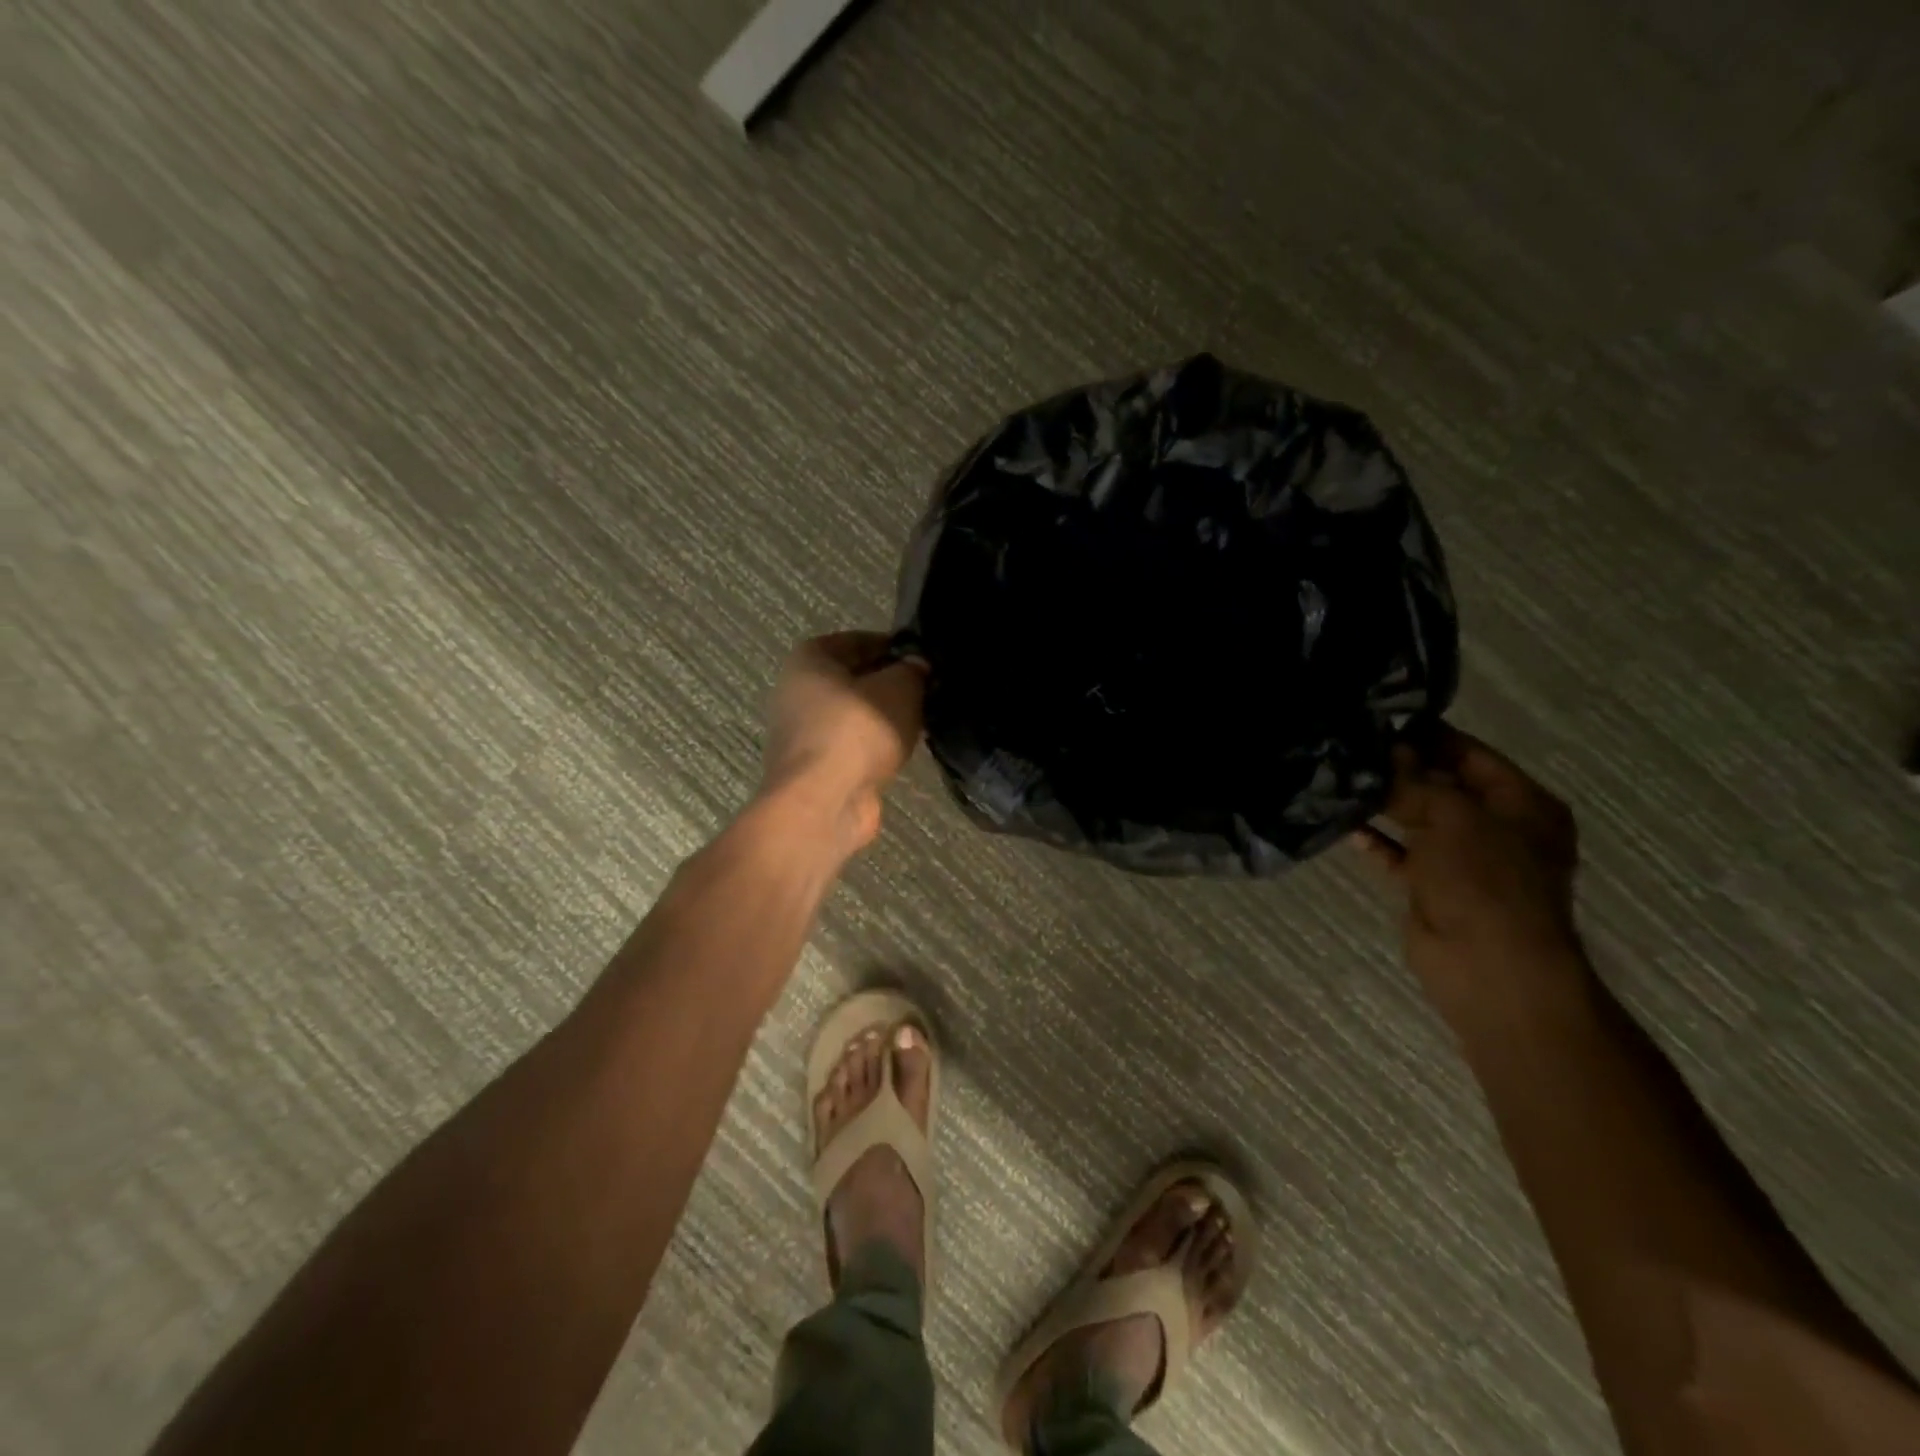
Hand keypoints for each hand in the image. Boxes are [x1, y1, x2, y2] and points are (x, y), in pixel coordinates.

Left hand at [759, 632, 926, 855]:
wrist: (824, 802)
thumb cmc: (857, 730)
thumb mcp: (899, 688)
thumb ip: (912, 671)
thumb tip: (917, 667)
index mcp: (809, 659)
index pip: (858, 640)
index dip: (894, 646)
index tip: (925, 659)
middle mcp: (797, 692)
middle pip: (854, 679)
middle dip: (890, 684)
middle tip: (928, 691)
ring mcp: (804, 734)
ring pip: (855, 716)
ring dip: (885, 719)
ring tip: (921, 721)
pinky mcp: (816, 768)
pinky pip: (853, 747)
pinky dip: (876, 748)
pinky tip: (903, 752)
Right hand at [1356, 727, 1587, 1022]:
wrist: (1490, 968)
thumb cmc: (1486, 881)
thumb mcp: (1453, 818)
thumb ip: (1416, 782)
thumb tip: (1385, 752)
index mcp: (1522, 804)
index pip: (1471, 755)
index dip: (1429, 736)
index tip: (1380, 720)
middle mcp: (1497, 827)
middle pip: (1442, 785)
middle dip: (1400, 769)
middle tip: (1351, 748)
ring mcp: (1465, 859)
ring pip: (1418, 819)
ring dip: (1384, 804)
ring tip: (1340, 780)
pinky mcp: (1433, 886)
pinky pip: (1401, 854)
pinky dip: (1377, 842)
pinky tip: (1345, 826)